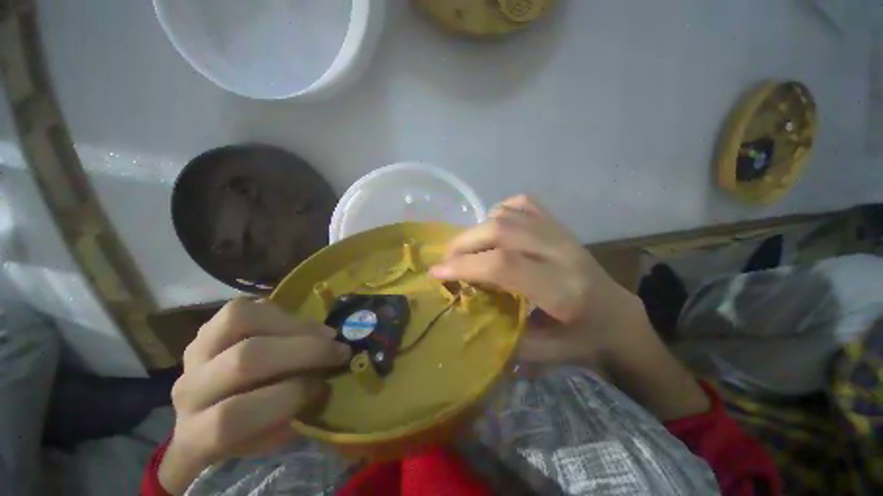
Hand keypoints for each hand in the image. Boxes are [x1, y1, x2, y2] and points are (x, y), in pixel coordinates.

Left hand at [158, 299, 350, 494]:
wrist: (211, 409)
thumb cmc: (247, 430)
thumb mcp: (270, 438)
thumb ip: (292, 416)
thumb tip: (325, 382)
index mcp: (196, 434)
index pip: (230, 420)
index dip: (287, 400)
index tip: (325, 387)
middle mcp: (189, 389)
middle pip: (245, 360)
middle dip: (305, 352)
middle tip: (339, 351)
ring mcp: (196, 351)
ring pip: (242, 320)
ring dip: (295, 326)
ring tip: (323, 334)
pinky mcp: (210, 326)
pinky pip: (246, 307)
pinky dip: (282, 313)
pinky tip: (300, 326)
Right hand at [430, 195, 639, 364]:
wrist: (619, 317)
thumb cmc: (585, 340)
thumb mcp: (546, 354)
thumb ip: (505, 338)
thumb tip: (466, 314)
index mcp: (562, 290)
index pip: (503, 265)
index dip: (465, 265)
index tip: (437, 272)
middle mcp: (562, 253)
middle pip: (502, 232)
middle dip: (465, 243)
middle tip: (447, 259)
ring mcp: (562, 234)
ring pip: (509, 215)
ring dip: (478, 229)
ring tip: (466, 247)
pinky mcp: (560, 225)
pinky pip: (524, 204)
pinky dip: (500, 210)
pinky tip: (494, 227)